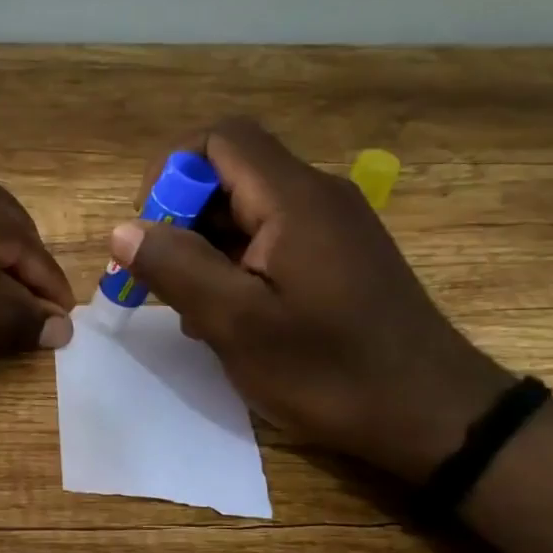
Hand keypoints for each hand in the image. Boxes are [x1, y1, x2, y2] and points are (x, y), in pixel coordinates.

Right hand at [109, 118, 508, 480]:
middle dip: (182, 220)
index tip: (150, 232)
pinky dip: (236, 265)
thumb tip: (122, 230)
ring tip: (197, 311)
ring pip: (246, 211)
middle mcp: (316, 196)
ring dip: (206, 249)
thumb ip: (176, 269)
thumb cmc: (329, 370)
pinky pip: (270, 239)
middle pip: (229, 173)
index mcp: (293, 199)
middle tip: (166, 283)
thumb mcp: (238, 324)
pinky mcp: (338, 256)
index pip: (218, 139)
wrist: (431, 413)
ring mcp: (331, 226)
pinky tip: (233, 318)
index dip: (170, 172)